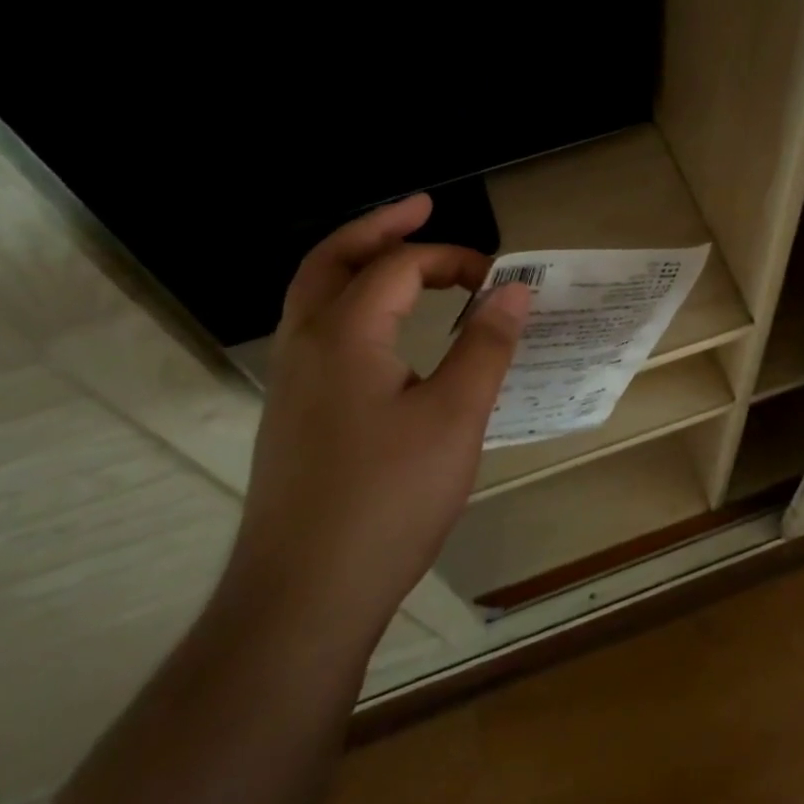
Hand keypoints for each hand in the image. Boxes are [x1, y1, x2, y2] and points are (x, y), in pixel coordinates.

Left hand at [222, 195, 528, 641]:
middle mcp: (305, 343)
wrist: (302, 596)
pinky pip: (316, 331)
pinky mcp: (290, 415)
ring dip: (356, 263)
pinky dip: (348, 303)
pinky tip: (380, 331)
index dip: (451, 258)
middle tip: (421, 207)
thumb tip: (514, 289)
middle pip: (332, 259)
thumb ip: (486, 346)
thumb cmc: (388, 499)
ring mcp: (289, 381)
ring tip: (399, 255)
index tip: (496, 276)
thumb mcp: (456, 417)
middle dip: (379, 227)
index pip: (397, 266)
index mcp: (343, 333)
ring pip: (314, 295)